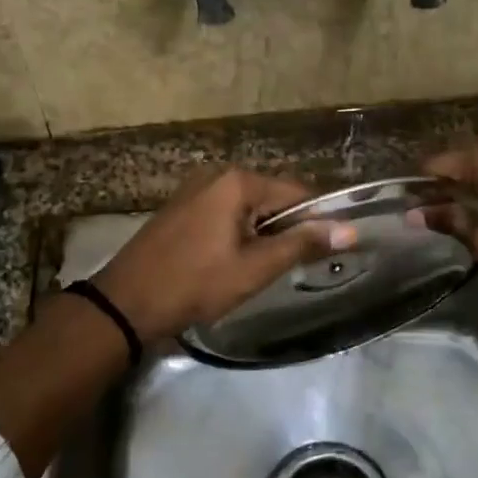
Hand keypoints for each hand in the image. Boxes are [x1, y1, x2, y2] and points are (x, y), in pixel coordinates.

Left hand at [93, 167, 348, 340]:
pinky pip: (225, 213)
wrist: (126, 303)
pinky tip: (236, 261)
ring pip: (248, 208)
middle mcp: (216, 175)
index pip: (297, 193)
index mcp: (237, 181)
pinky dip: (239, 233)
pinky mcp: (182, 208)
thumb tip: (350, 230)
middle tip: (295, 266)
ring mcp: (195, 190)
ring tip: (267, 268)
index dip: (318, 220)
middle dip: (288, 228)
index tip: (330, 250)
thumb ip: (301, 245)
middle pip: (272, 197)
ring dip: (263, 233)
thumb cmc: (196, 284)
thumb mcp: (254, 268)